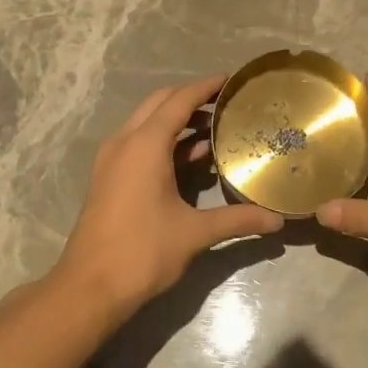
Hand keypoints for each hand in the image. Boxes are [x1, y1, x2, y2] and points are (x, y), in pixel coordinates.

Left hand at [53, 75, 282, 316]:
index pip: (179, 101)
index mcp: (144, 145)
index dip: (205, 87)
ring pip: (146, 124)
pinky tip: (190, 160)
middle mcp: (124, 143)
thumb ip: (238, 220)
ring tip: (215, 130)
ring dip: (177, 122)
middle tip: (225, 105)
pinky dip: (164, 142)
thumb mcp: (195, 233)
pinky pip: (138, 145)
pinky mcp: (108, 179)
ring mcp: (111, 161)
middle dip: (191, 100)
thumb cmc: (142, 252)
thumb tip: (277, 221)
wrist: (89, 287)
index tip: (231, 80)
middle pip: (159, 104)